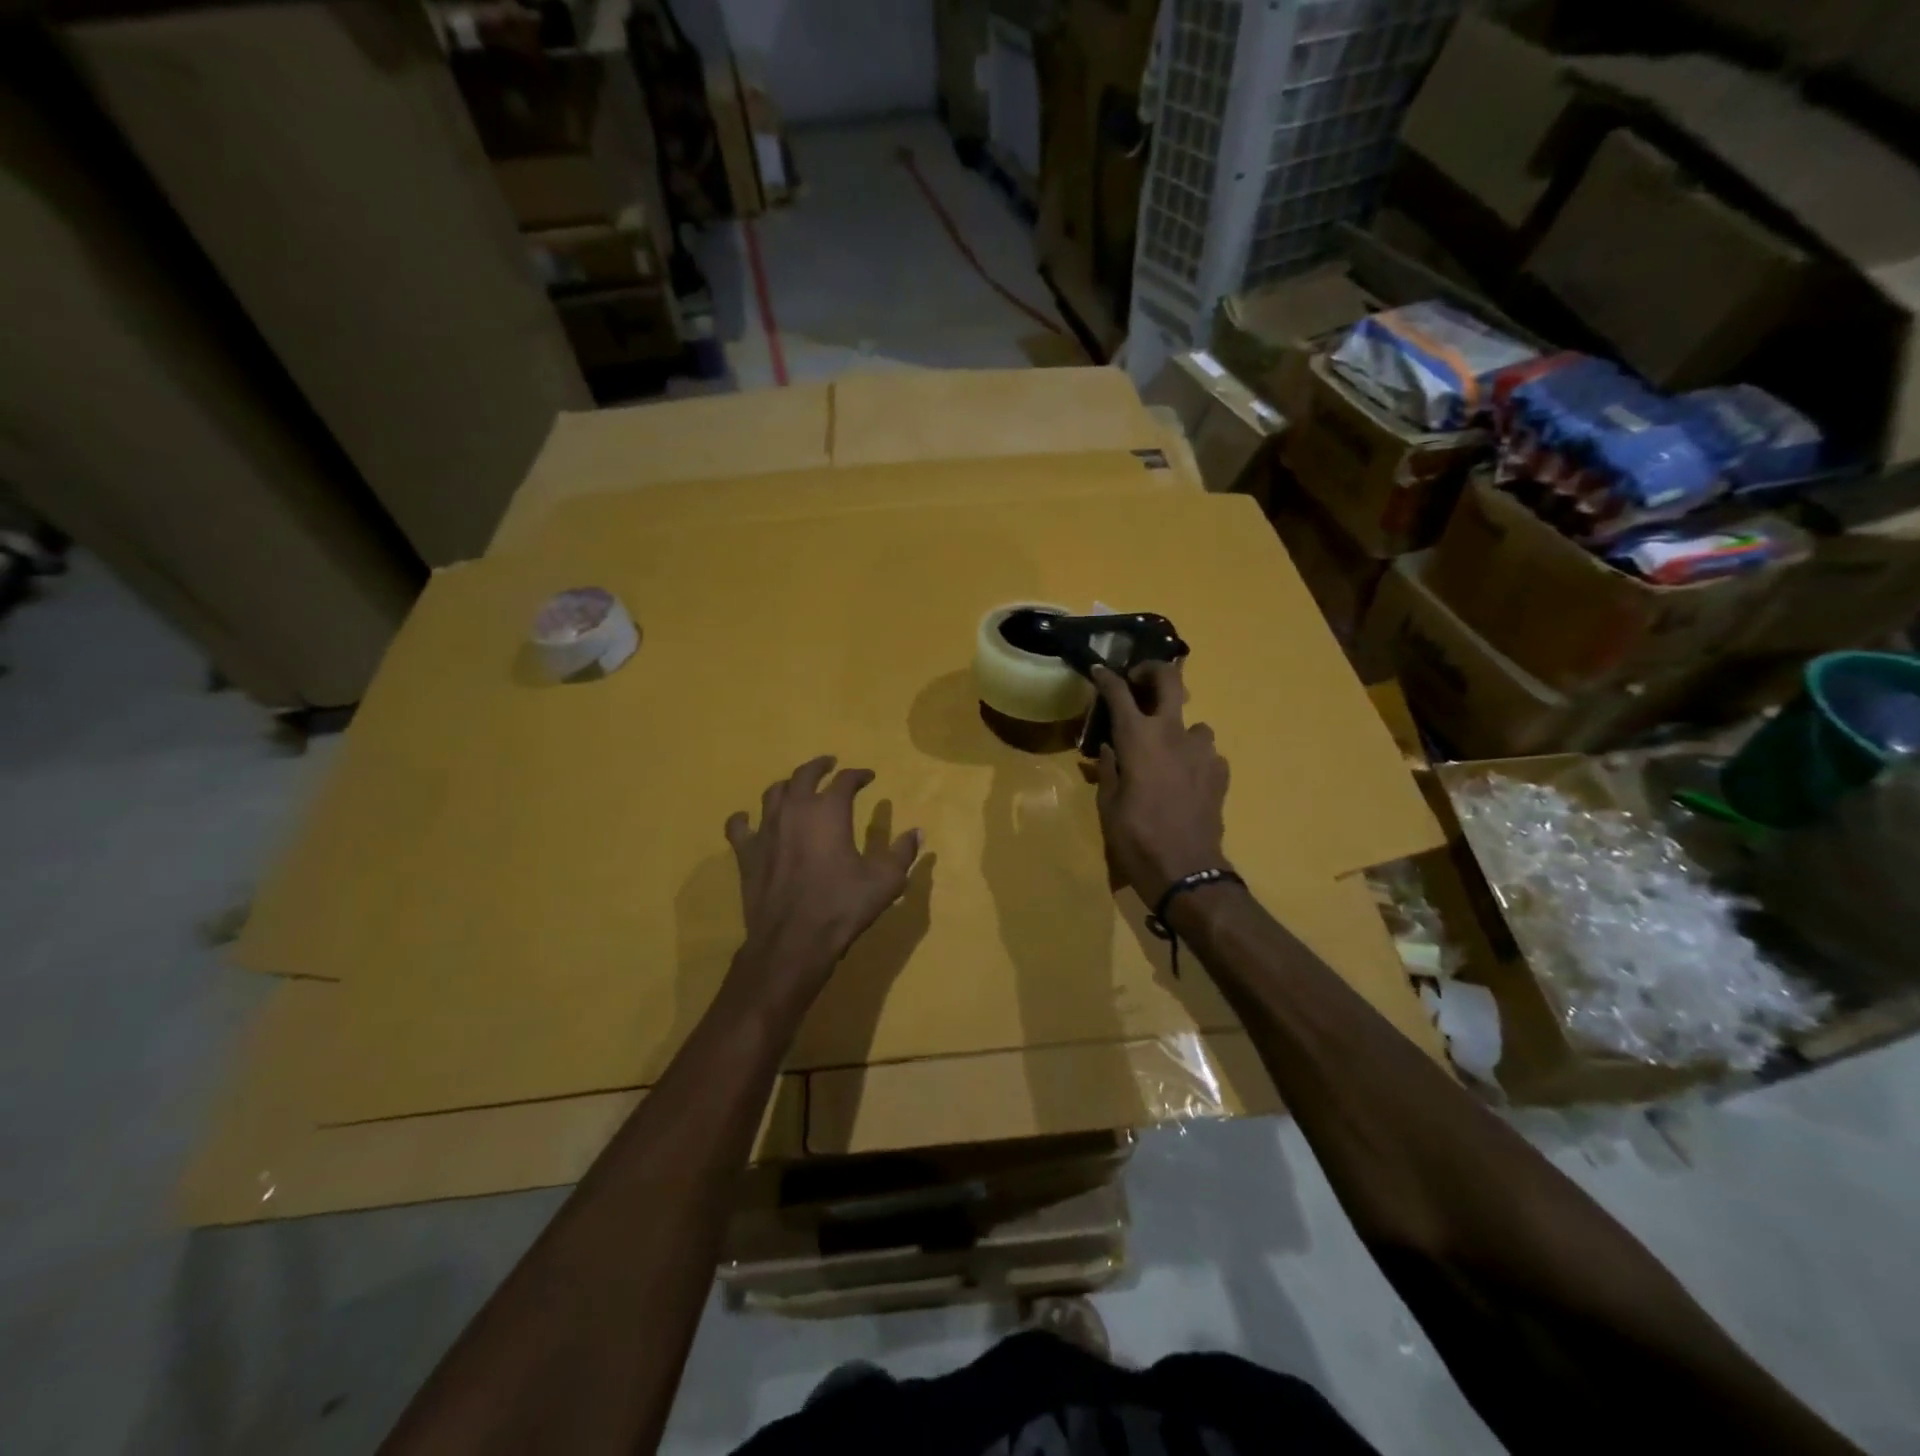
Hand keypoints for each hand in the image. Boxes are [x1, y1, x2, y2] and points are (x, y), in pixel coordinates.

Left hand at [724, 756, 922, 1003]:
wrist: (794, 940)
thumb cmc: (842, 905)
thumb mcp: (886, 880)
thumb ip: (902, 852)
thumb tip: (917, 832)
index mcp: (829, 811)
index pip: (845, 780)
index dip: (859, 775)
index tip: (868, 776)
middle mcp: (795, 810)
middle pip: (804, 775)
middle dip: (819, 766)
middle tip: (829, 764)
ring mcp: (766, 830)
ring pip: (773, 793)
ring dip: (788, 786)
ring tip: (796, 787)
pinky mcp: (747, 853)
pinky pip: (739, 826)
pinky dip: (745, 819)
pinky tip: (748, 819)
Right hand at [1091, 662, 1230, 905]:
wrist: (1185, 870)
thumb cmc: (1135, 837)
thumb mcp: (1107, 804)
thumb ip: (1108, 769)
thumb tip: (1108, 749)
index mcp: (1138, 739)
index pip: (1119, 693)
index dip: (1106, 679)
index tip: (1098, 670)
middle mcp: (1173, 734)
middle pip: (1169, 681)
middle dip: (1152, 672)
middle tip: (1139, 680)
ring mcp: (1202, 752)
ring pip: (1194, 723)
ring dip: (1178, 728)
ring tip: (1166, 749)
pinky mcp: (1220, 772)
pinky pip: (1206, 753)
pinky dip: (1193, 758)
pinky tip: (1185, 777)